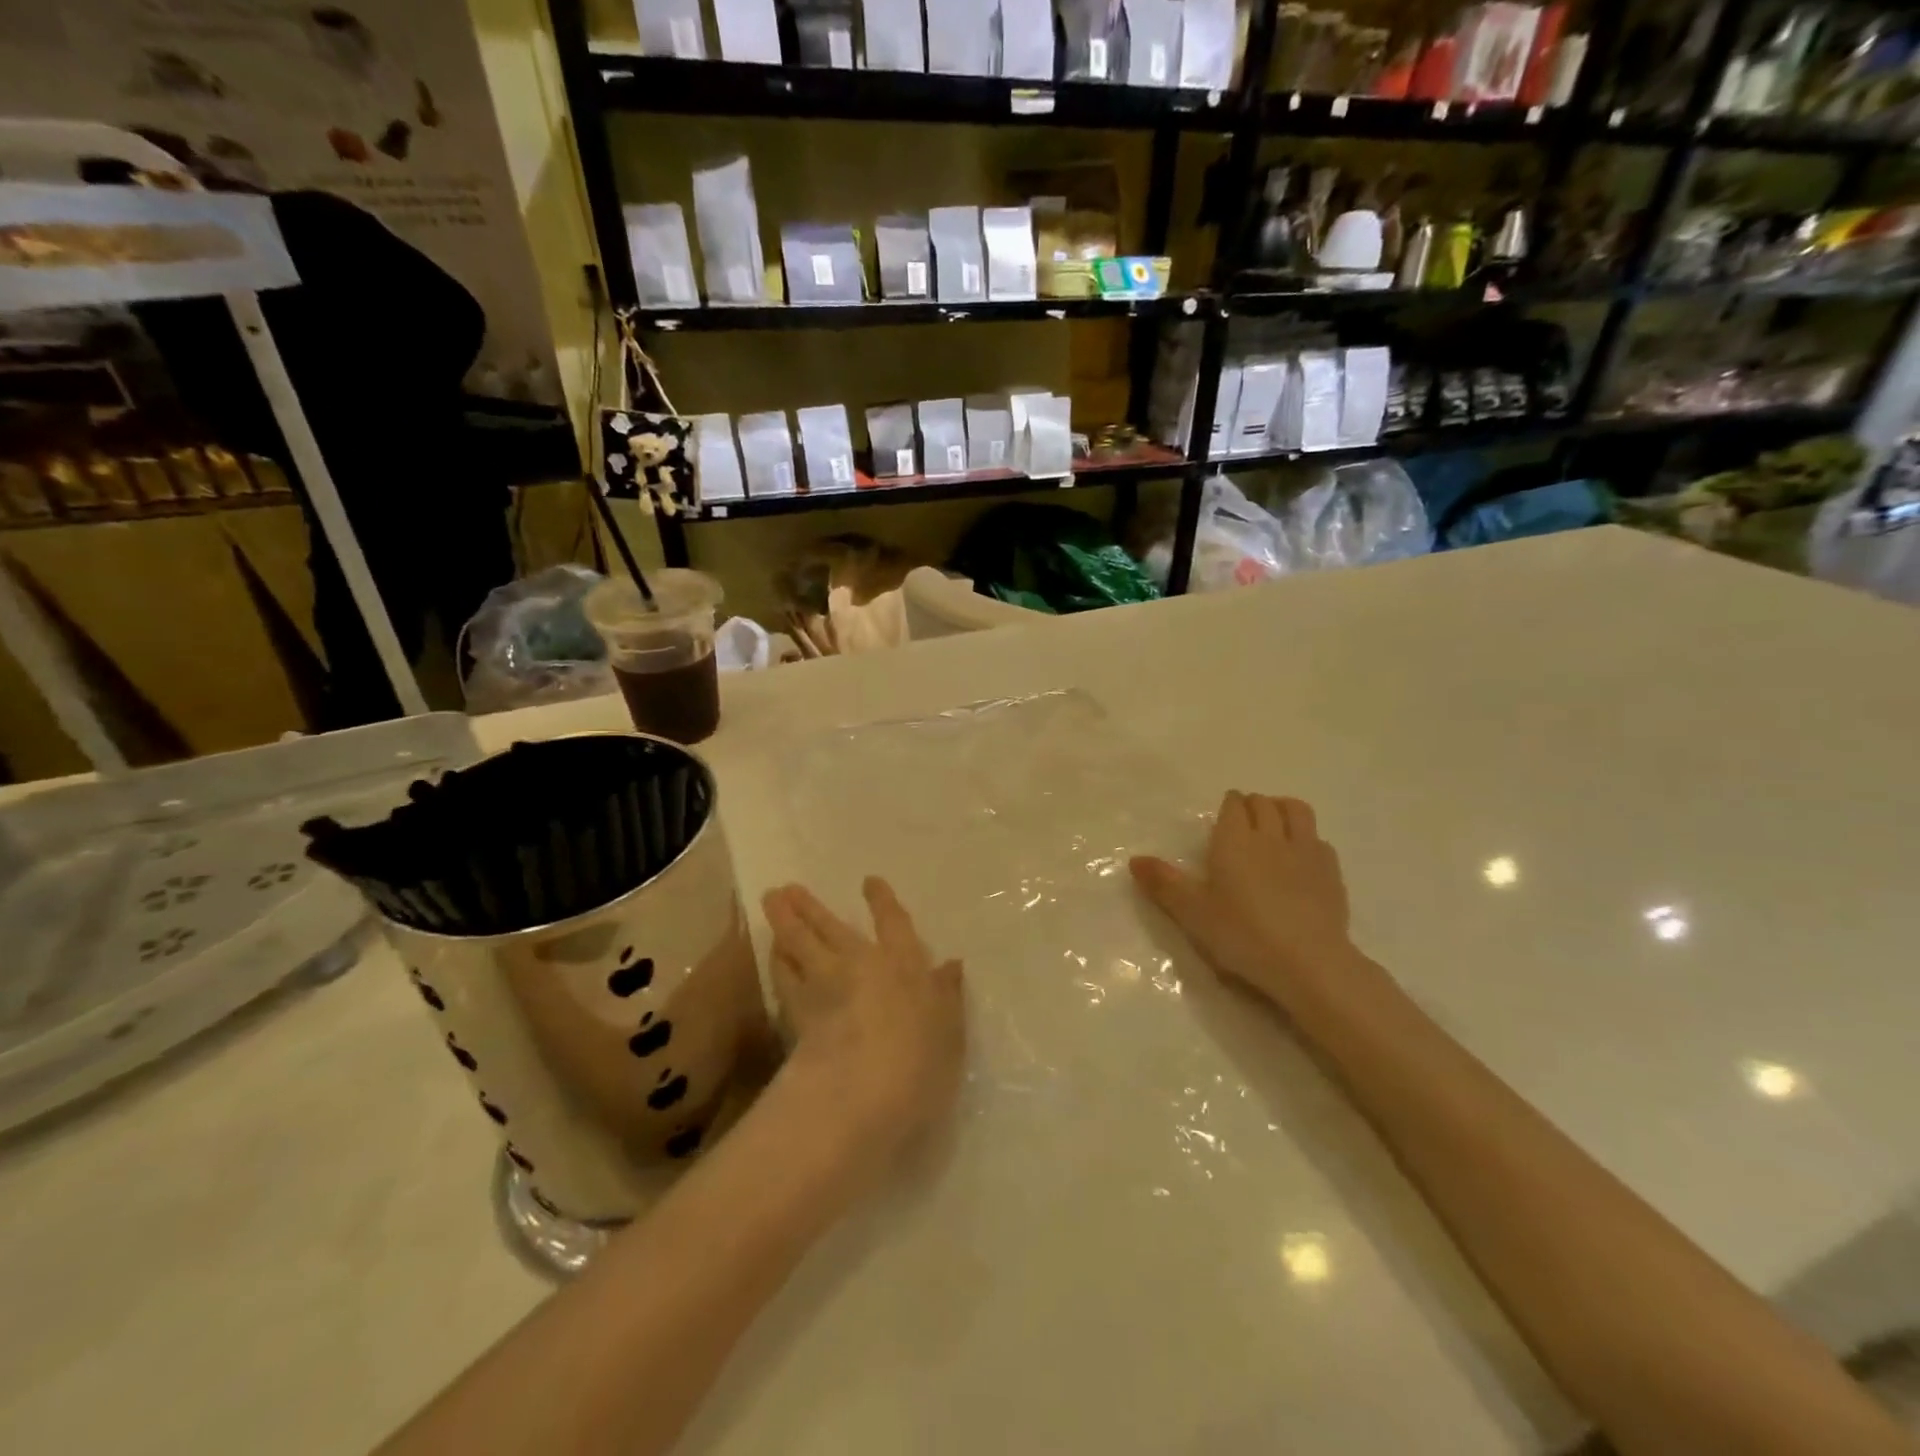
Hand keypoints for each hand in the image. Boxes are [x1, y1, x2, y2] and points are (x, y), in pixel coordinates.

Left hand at [761, 879, 964, 1170]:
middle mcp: (860, 963)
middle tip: (788, 888)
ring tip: (772, 903)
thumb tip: (952, 965)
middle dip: (811, 906)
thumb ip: (947, 995)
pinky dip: (777, 961)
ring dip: (785, 922)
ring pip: (799, 943)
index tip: (869, 882)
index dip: (882, 901)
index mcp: (904, 963)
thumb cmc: (920, 1061)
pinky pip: (783, 976)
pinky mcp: (796, 1010)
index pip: (893, 923)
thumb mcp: (949, 1030)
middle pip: (831, 927)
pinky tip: (773, 954)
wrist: (862, 1091)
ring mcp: (824, 984)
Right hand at [1130, 791, 1360, 1010]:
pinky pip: (1318, 839)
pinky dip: (1307, 838)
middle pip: (1264, 803)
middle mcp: (1270, 836)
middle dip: (1252, 804)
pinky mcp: (1331, 872)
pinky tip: (1300, 858)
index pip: (1234, 804)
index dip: (1228, 805)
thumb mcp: (1192, 913)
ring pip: (1296, 811)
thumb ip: (1164, 884)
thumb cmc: (1242, 934)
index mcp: (1234, 840)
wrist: (1308, 962)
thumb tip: (1134, 860)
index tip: (1222, 817)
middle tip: (1242, 822)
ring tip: (1274, 825)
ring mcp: (1306, 851)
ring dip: (1283, 809)